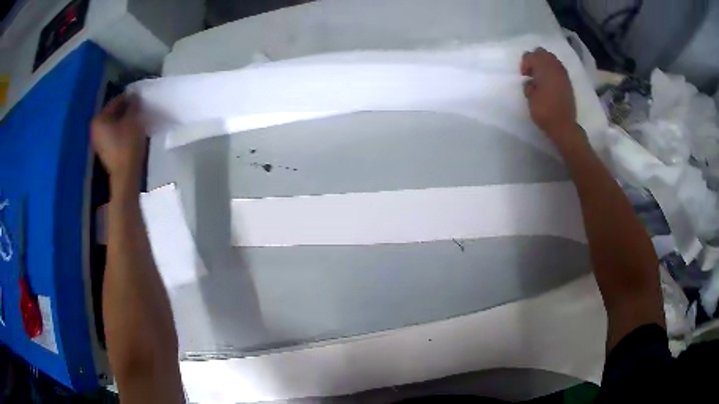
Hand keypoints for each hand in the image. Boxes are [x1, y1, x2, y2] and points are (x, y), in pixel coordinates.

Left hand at [91, 94, 145, 191]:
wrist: (126, 175)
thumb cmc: (128, 144)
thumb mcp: (133, 120)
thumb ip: (133, 105)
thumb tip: (134, 96)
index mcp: (99, 119)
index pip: (116, 101)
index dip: (129, 98)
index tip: (140, 99)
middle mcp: (95, 129)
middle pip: (113, 113)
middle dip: (126, 110)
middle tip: (139, 109)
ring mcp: (98, 142)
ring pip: (113, 124)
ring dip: (124, 121)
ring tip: (137, 121)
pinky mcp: (104, 151)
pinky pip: (113, 135)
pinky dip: (121, 131)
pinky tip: (131, 133)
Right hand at [521, 48, 578, 143]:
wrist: (564, 126)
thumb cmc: (545, 112)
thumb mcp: (530, 98)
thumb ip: (529, 85)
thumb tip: (531, 82)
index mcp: (544, 68)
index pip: (531, 56)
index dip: (525, 63)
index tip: (524, 75)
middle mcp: (555, 67)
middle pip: (542, 53)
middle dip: (535, 59)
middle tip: (531, 72)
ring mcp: (563, 74)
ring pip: (552, 59)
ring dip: (544, 65)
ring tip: (540, 77)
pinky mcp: (568, 83)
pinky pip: (558, 69)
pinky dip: (552, 71)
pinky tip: (549, 82)